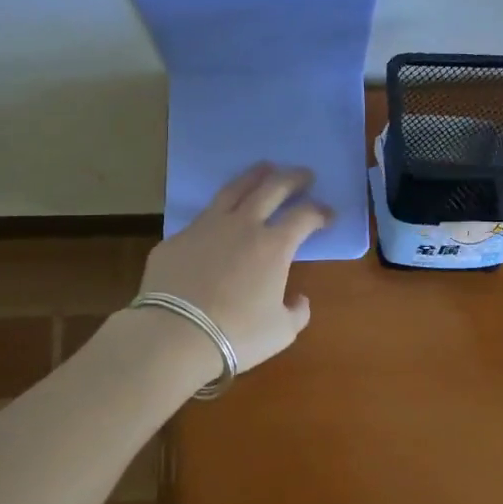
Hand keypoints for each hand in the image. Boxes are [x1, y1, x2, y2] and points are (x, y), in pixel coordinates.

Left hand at [138, 164, 332, 373]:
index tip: (328, 214)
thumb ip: (296, 312)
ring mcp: (206, 227)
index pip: (305, 217)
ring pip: (234, 189)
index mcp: (274, 246)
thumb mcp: (280, 332)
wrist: (174, 335)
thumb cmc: (236, 335)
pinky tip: (219, 218)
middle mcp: (243, 225)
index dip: (320, 213)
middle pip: (272, 188)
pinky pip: (203, 217)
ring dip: (254, 176)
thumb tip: (299, 299)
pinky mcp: (177, 238)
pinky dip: (219, 212)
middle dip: (292, 178)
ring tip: (264, 169)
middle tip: (304, 174)